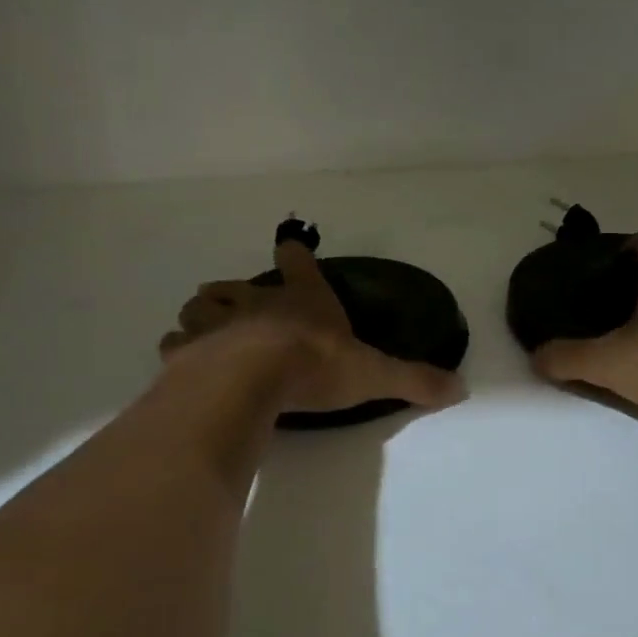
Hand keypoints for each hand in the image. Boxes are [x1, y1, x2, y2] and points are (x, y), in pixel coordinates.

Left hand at [160, 238, 461, 415]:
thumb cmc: (314, 366)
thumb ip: (415, 380)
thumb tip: (462, 388)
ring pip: (200, 306)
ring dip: (203, 314)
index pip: (298, 264)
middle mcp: (255, 303)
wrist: (252, 380)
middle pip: (236, 285)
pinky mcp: (187, 351)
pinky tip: (184, 362)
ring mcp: (217, 324)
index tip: (289, 248)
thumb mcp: (374, 374)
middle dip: (236, 291)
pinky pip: (176, 343)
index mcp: (301, 300)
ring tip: (207, 329)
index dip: (294, 256)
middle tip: (237, 301)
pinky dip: (179, 348)